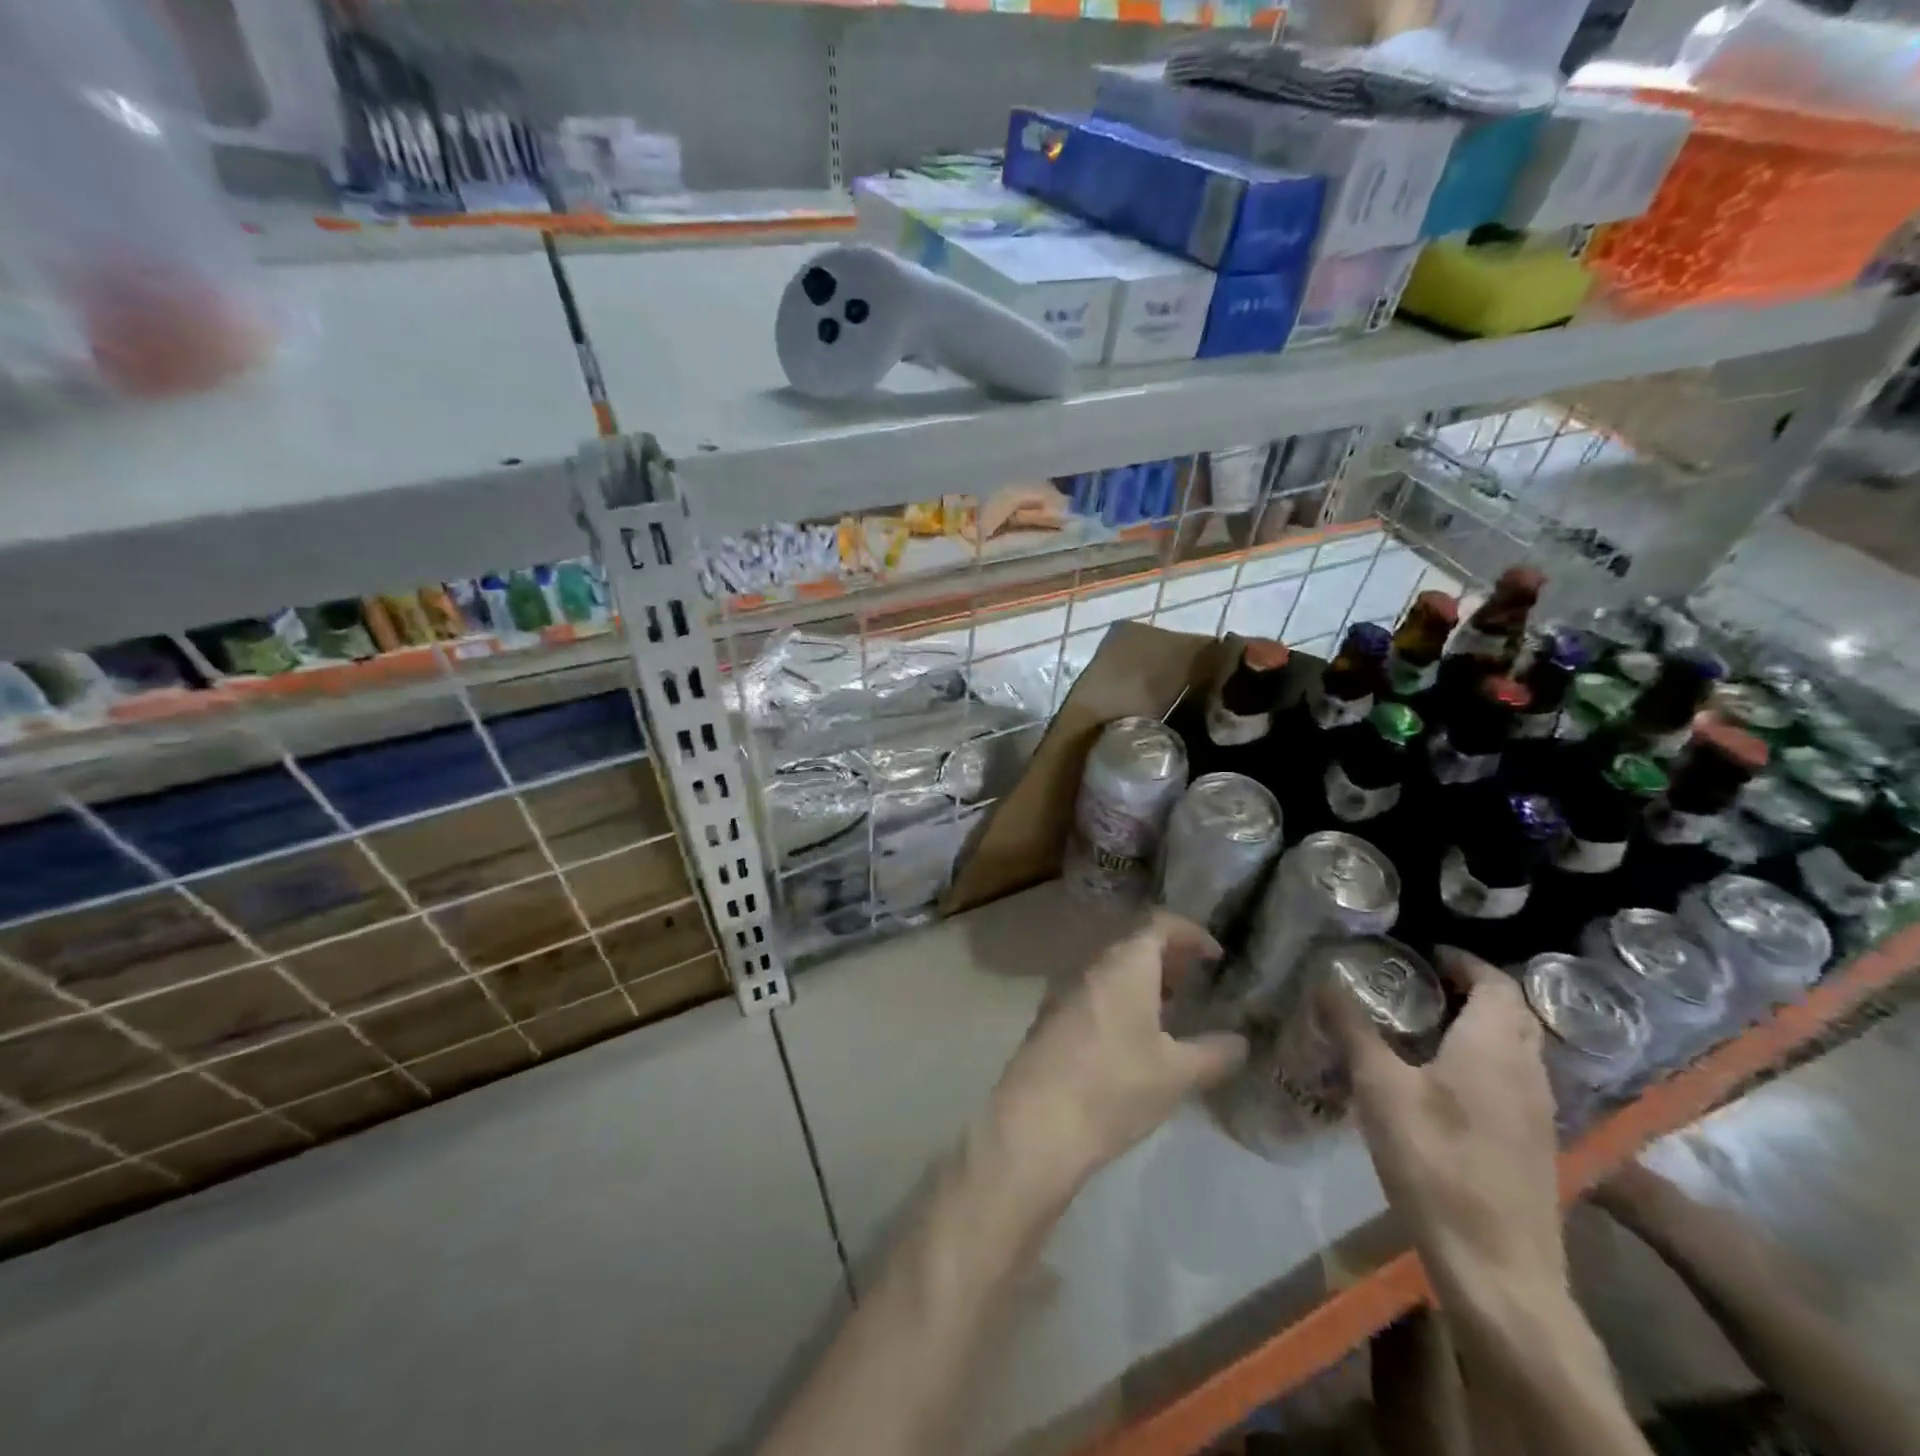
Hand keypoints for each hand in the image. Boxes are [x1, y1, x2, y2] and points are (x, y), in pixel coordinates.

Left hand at [989, 913, 1247, 1191]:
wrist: (1036, 1123)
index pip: (1158, 923)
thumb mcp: (1176, 1074)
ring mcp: (1065, 990)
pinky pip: (1094, 992)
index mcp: (1124, 964)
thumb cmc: (1115, 1087)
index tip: (1216, 956)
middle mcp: (1092, 966)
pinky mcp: (1051, 1018)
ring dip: (1142, 980)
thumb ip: (1213, 1053)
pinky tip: (1135, 1036)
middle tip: (1196, 982)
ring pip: (1111, 969)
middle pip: (1133, 943)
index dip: (1190, 933)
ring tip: (1172, 1011)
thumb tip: (1240, 1042)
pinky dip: (1120, 999)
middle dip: (1168, 957)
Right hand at [1325, 946, 1563, 1296]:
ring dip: (1481, 1026)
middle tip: (1421, 984)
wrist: (1497, 1268)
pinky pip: (1514, 1080)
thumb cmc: (1435, 1161)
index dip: (1464, 962)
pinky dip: (1485, 1061)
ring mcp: (1538, 1112)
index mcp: (1494, 1047)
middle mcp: (1527, 1071)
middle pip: (1513, 1013)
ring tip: (1425, 1026)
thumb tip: (1323, 980)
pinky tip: (1443, 1082)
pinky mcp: (1534, 1145)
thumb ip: (1352, 1029)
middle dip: (1473, 990)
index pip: (1496, 983)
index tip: (1425, 953)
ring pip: (1517, 1049)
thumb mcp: (1379, 1088)